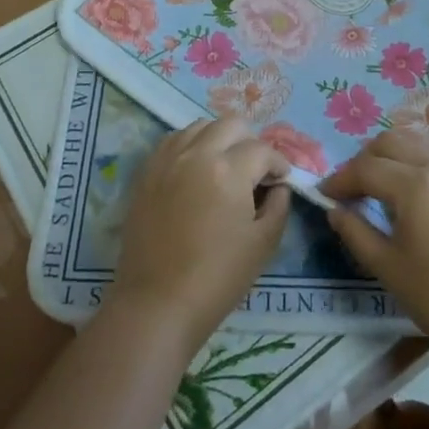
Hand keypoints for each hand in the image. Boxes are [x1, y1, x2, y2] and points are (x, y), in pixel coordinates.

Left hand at [110, 116, 291, 356]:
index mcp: (229, 170)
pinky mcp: (146, 172)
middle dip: (250, 141)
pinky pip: (173, 141)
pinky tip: (195, 169)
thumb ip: (278, 207)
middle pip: (231, 124)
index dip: (278, 163)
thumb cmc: (217, 278)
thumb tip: (278, 187)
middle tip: (255, 168)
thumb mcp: (263, 244)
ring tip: (224, 165)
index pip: (262, 150)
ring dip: (219, 138)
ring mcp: (167, 159)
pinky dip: (190, 145)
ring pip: (199, 126)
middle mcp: (197, 153)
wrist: (157, 303)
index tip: (282, 179)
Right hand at [320, 131, 428, 364]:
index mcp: (415, 184)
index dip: (340, 179)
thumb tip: (335, 211)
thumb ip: (356, 233)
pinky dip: (416, 167)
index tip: (324, 195)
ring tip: (379, 190)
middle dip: (364, 159)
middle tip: (351, 188)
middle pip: (392, 141)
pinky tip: (414, 201)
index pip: (366, 168)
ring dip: (392, 158)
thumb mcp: (389, 268)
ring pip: (418, 146)